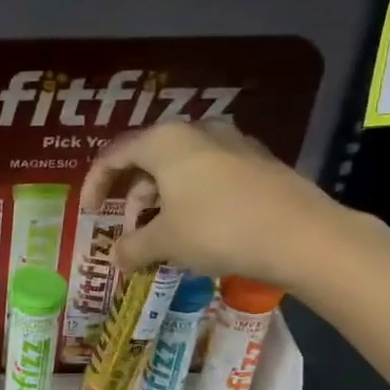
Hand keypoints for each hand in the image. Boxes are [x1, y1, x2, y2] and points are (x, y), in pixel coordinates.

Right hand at [79, 121, 361, 291]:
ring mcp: (233, 143)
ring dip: (161, 199)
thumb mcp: (165, 242)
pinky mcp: (258, 162)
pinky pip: (209, 175)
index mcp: (166, 141)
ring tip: (161, 234)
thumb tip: (115, 257)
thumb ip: (132, 247)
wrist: (302, 236)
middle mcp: (197, 131)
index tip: (87, 212)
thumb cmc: (218, 229)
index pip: (114, 155)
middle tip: (128, 229)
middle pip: (149, 159)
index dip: (95, 184)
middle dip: (132, 195)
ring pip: (181, 167)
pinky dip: (191, 198)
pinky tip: (196, 228)